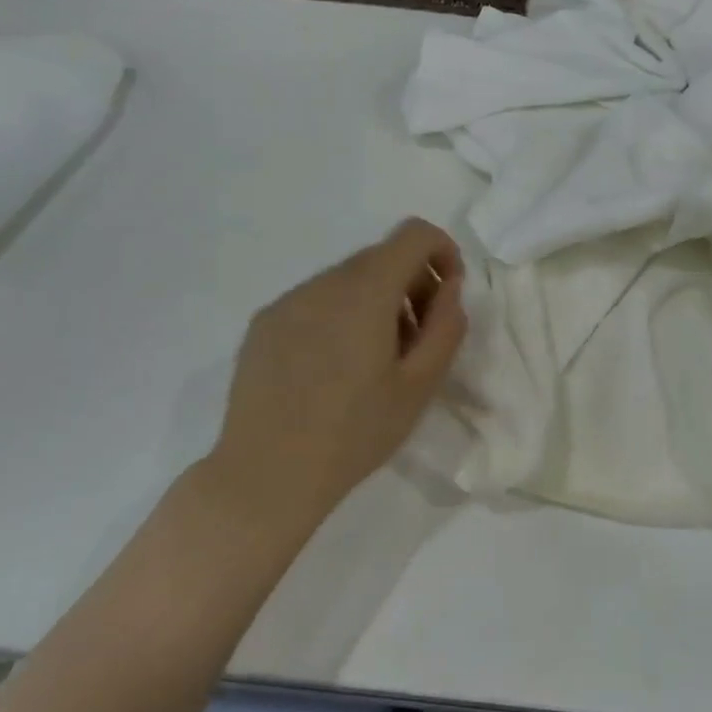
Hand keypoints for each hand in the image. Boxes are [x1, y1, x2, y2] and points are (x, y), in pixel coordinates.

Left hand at [204, 219, 466, 531]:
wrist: (265, 477)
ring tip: (372, 360)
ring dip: (374, 302)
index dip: (441, 252)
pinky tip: (330, 370)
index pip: (414, 234)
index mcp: (366, 291)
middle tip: (415, 341)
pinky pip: (314, 301)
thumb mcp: (420, 386)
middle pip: (381, 257)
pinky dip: (338, 316)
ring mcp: (287, 301)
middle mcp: (324, 282)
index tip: (446, 295)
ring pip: (347, 279)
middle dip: (411, 284)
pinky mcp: (263, 323)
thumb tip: (448, 288)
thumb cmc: (354, 434)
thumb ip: (446, 326)